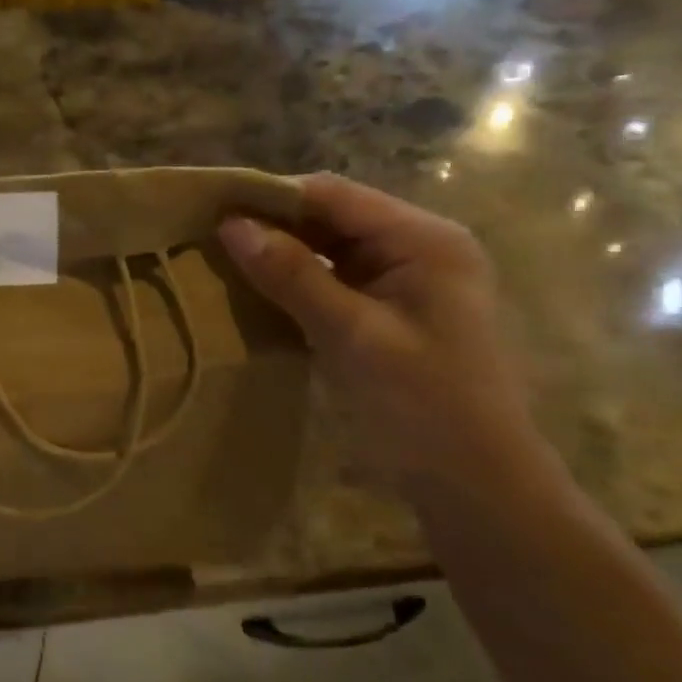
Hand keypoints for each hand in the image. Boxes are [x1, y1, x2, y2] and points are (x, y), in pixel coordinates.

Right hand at [219, 173, 538, 498]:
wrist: (473, 485)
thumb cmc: (422, 404)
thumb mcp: (351, 334)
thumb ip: (292, 275)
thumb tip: (230, 225)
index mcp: (424, 239)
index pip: (334, 195)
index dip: (271, 196)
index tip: (212, 208)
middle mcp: (418, 246)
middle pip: (331, 217)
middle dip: (273, 225)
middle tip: (208, 237)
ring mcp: (405, 279)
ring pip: (328, 248)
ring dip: (281, 253)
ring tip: (222, 260)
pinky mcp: (390, 310)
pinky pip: (334, 279)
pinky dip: (296, 281)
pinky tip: (257, 291)